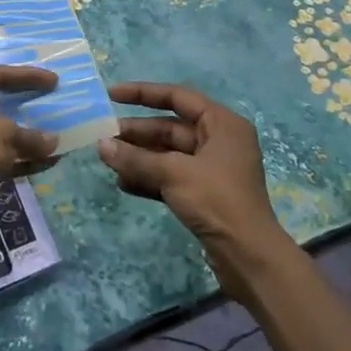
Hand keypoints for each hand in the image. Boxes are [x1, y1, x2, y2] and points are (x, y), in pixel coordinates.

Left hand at [0, 66, 59, 211]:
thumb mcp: (0, 136)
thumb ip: (28, 135)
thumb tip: (52, 141)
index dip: (26, 76)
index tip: (54, 80)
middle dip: (25, 102)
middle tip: (51, 99)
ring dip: (27, 134)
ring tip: (56, 132)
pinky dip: (21, 158)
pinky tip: (48, 161)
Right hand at [98, 81, 295, 297]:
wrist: (249, 257)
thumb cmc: (217, 200)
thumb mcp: (173, 173)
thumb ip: (135, 158)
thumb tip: (101, 146)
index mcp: (222, 124)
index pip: (177, 97)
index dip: (143, 93)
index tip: (111, 94)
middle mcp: (219, 141)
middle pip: (170, 128)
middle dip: (137, 133)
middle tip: (103, 136)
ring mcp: (212, 169)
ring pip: (168, 154)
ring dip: (139, 157)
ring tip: (108, 160)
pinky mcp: (205, 195)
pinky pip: (171, 178)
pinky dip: (150, 178)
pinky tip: (123, 183)